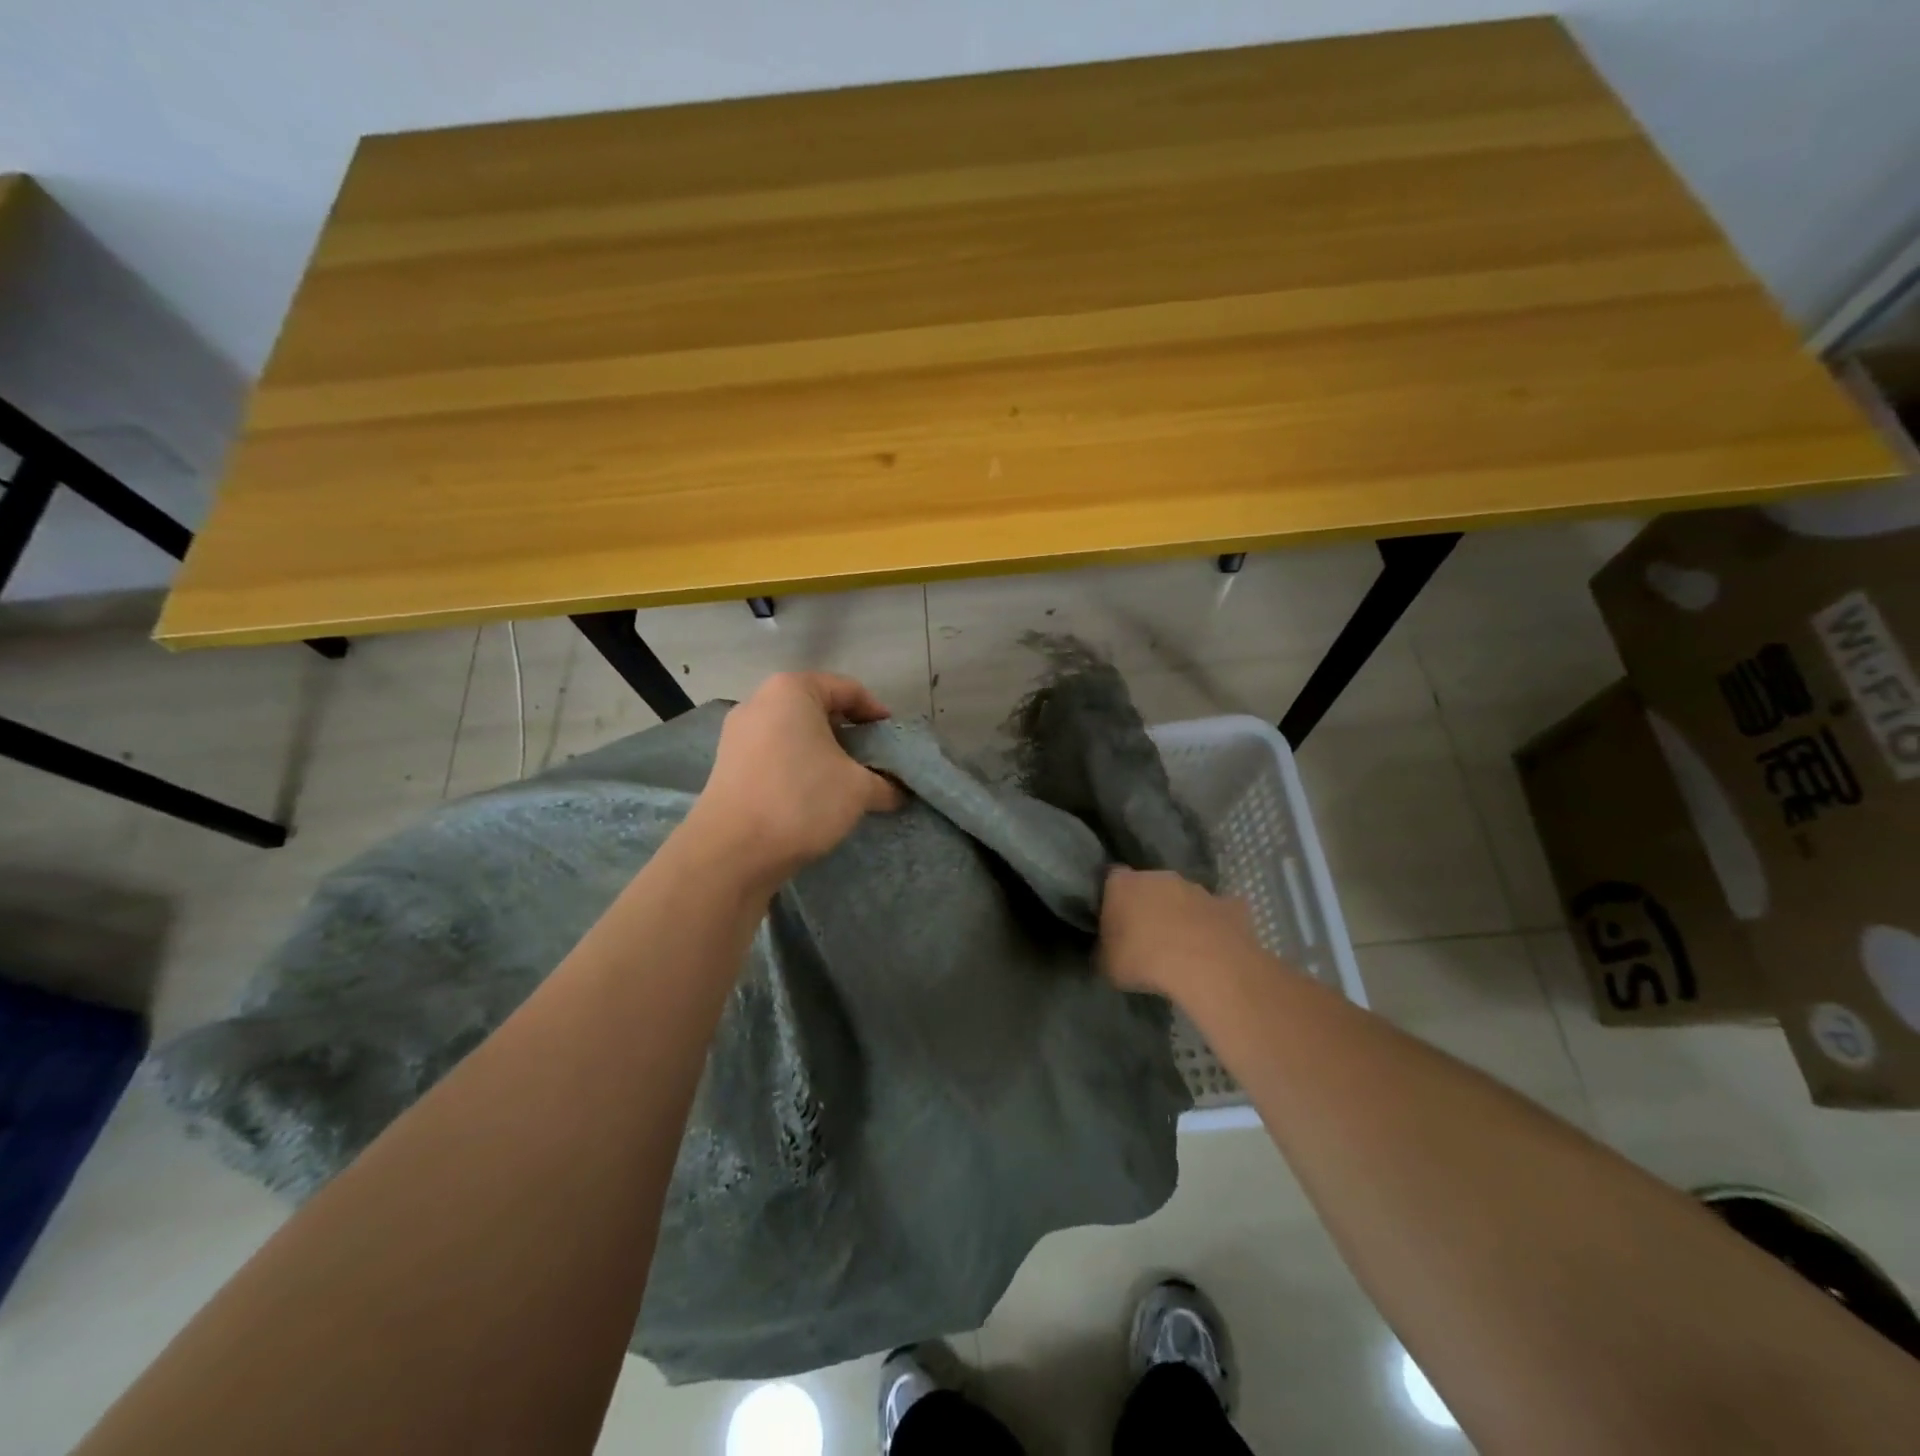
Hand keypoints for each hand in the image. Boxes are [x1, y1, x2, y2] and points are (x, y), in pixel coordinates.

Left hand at [684, 672, 904, 889]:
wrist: (731, 851)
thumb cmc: (801, 800)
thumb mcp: (858, 789)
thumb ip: (885, 783)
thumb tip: (898, 791)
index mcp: (792, 690)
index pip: (848, 689)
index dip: (877, 714)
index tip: (894, 741)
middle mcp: (759, 701)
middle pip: (818, 709)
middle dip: (850, 734)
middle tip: (874, 761)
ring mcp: (738, 733)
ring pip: (794, 733)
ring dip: (823, 753)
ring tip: (846, 781)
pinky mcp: (728, 764)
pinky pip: (774, 754)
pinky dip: (798, 766)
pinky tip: (814, 795)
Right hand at [1099, 867, 1264, 1003]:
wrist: (1205, 966)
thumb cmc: (1143, 960)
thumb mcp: (1105, 964)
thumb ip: (1104, 949)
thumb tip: (1106, 949)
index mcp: (1123, 884)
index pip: (1111, 879)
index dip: (1112, 898)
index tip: (1113, 919)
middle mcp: (1159, 876)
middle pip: (1150, 884)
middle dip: (1148, 903)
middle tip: (1146, 934)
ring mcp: (1198, 888)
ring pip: (1184, 896)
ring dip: (1182, 914)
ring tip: (1182, 946)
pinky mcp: (1230, 906)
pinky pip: (1218, 912)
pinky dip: (1215, 925)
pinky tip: (1215, 947)